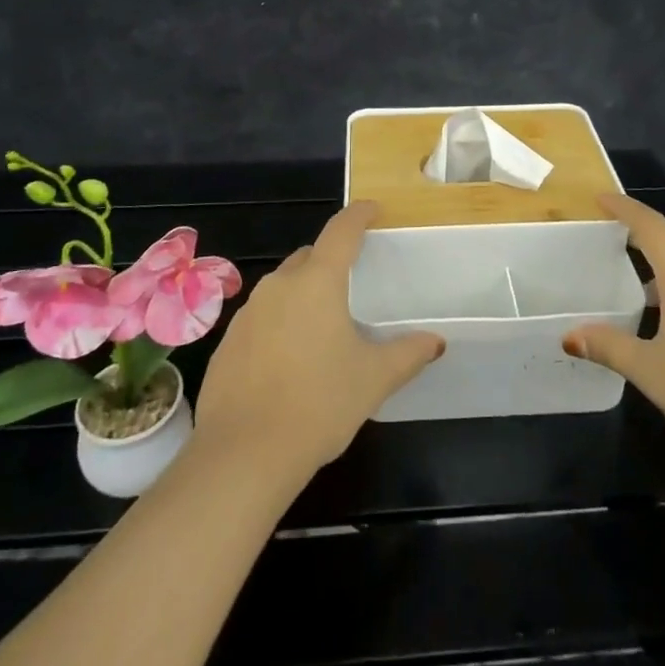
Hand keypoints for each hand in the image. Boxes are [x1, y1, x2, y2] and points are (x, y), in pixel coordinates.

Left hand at [193, 200, 442, 484]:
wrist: (242, 455)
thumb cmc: (319, 404)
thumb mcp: (372, 379)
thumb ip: (407, 354)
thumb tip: (436, 341)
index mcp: (317, 281)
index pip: (341, 230)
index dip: (359, 215)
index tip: (372, 210)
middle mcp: (279, 285)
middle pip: (309, 257)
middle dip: (330, 261)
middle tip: (352, 285)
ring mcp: (248, 312)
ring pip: (282, 288)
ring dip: (303, 295)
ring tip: (323, 328)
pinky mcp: (228, 342)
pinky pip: (261, 319)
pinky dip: (279, 324)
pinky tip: (289, 361)